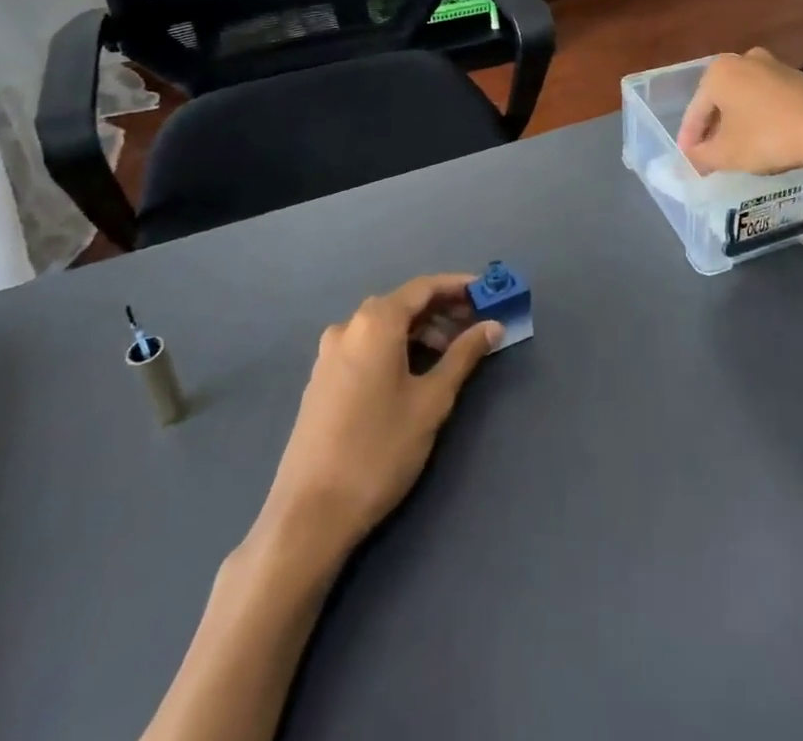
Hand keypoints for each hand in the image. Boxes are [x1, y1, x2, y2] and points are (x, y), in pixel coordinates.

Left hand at [258, 274, 500, 551]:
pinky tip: (414, 373)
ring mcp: (329, 354)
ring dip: (420, 331)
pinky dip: (396, 347)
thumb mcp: (432, 401)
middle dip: (442, 310)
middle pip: (403, 304)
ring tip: (451, 354)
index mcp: (375, 322)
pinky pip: (366, 346)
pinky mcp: (321, 380)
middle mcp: (348, 327)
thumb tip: (493, 326)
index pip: (425, 287)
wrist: (309, 516)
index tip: (489, 292)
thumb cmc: (379, 450)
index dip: (459, 286)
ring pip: (384, 327)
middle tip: (476, 326)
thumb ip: (464, 356)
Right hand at [676, 48, 802, 175]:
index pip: (695, 111)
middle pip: (720, 101)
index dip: (690, 139)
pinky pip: (769, 100)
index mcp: (718, 72)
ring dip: (739, 122)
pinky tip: (768, 139)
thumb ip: (701, 157)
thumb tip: (691, 160)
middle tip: (711, 154)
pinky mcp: (800, 77)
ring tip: (739, 150)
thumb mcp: (726, 154)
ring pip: (745, 98)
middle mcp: (743, 60)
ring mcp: (775, 65)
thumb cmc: (767, 136)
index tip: (688, 160)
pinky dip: (762, 118)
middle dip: (714, 128)